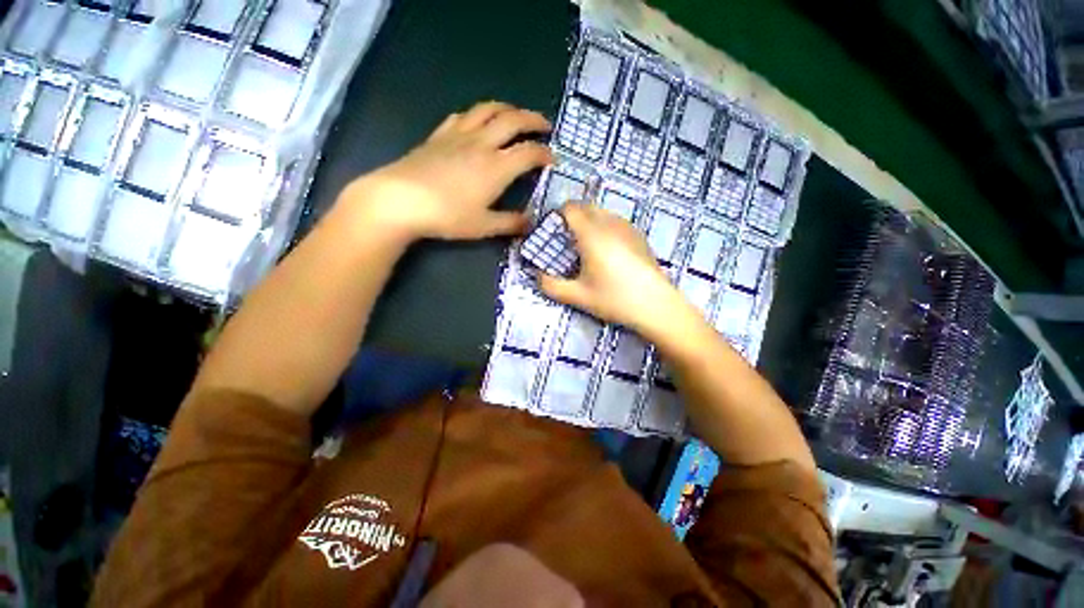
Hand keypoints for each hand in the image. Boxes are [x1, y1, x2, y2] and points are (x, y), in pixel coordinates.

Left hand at [340, 101, 553, 240]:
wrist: (401, 199)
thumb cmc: (447, 215)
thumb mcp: (484, 226)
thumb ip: (511, 223)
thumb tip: (530, 223)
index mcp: (497, 167)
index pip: (529, 153)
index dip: (545, 154)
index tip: (553, 159)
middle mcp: (482, 144)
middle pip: (513, 120)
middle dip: (533, 120)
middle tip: (544, 125)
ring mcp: (459, 135)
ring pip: (488, 110)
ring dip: (508, 108)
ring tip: (516, 115)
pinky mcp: (440, 135)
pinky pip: (464, 115)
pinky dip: (478, 113)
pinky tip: (478, 120)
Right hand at [539, 203, 685, 335]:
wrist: (656, 306)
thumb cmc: (614, 299)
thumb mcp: (577, 297)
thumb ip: (551, 285)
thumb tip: (537, 275)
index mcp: (592, 235)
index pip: (571, 208)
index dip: (558, 214)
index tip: (553, 230)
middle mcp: (610, 224)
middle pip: (587, 206)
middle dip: (573, 216)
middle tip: (566, 239)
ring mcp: (628, 228)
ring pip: (603, 212)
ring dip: (590, 220)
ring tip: (586, 245)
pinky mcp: (640, 236)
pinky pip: (616, 221)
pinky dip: (605, 226)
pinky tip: (608, 251)